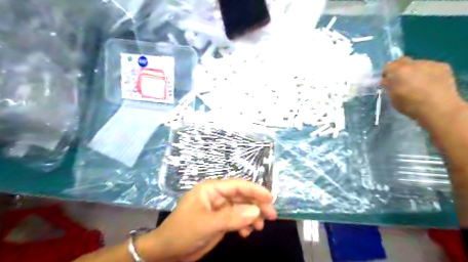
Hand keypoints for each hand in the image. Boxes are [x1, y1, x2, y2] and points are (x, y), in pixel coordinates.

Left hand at [141, 180, 274, 261]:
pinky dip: (244, 224)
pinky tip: (246, 233)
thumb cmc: (183, 232)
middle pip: (241, 196)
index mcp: (211, 189)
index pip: (237, 185)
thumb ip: (232, 217)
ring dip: (252, 216)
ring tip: (260, 227)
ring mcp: (219, 209)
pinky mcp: (220, 220)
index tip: (270, 197)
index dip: (255, 189)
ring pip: (241, 208)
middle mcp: (217, 196)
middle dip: (256, 205)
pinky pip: (236, 219)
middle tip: (272, 215)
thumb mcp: (207, 224)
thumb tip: (256, 211)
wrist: (167, 252)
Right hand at [381, 56, 461, 123]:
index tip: (387, 80)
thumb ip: (390, 87)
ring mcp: (430, 64)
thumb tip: (388, 81)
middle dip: (399, 68)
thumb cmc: (411, 106)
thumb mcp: (393, 98)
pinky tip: (429, 83)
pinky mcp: (443, 67)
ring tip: (417, 82)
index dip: (386, 73)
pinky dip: (427, 72)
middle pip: (402, 61)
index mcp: (398, 71)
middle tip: (400, 79)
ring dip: (414, 71)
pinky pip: (430, 67)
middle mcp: (413, 64)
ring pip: (416, 63)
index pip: (387, 66)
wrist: (439, 109)